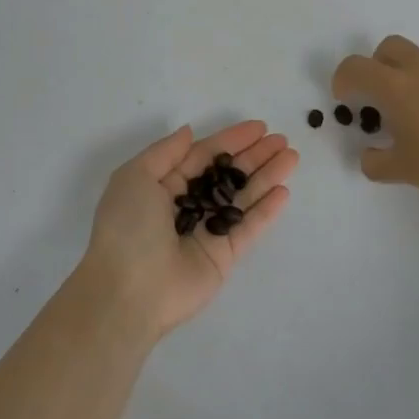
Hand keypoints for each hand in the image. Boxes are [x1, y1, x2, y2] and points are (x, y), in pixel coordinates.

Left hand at [79, 121, 299, 338]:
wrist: (127, 292)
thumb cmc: (127, 227)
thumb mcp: (135, 177)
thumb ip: (165, 152)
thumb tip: (189, 131)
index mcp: (163, 186)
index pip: (204, 156)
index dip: (231, 140)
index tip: (259, 127)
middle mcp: (187, 206)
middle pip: (227, 175)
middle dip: (255, 156)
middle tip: (282, 140)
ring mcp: (207, 232)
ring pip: (242, 198)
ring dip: (267, 177)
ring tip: (292, 157)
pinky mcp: (223, 257)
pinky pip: (248, 228)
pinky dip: (266, 211)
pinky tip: (283, 191)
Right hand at [332, 36, 418, 197]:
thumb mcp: (403, 170)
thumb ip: (376, 163)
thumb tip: (369, 156)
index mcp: (396, 87)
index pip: (355, 67)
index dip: (342, 80)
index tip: (346, 101)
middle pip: (388, 48)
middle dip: (374, 66)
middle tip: (377, 98)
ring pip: (416, 59)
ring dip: (404, 77)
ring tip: (411, 116)